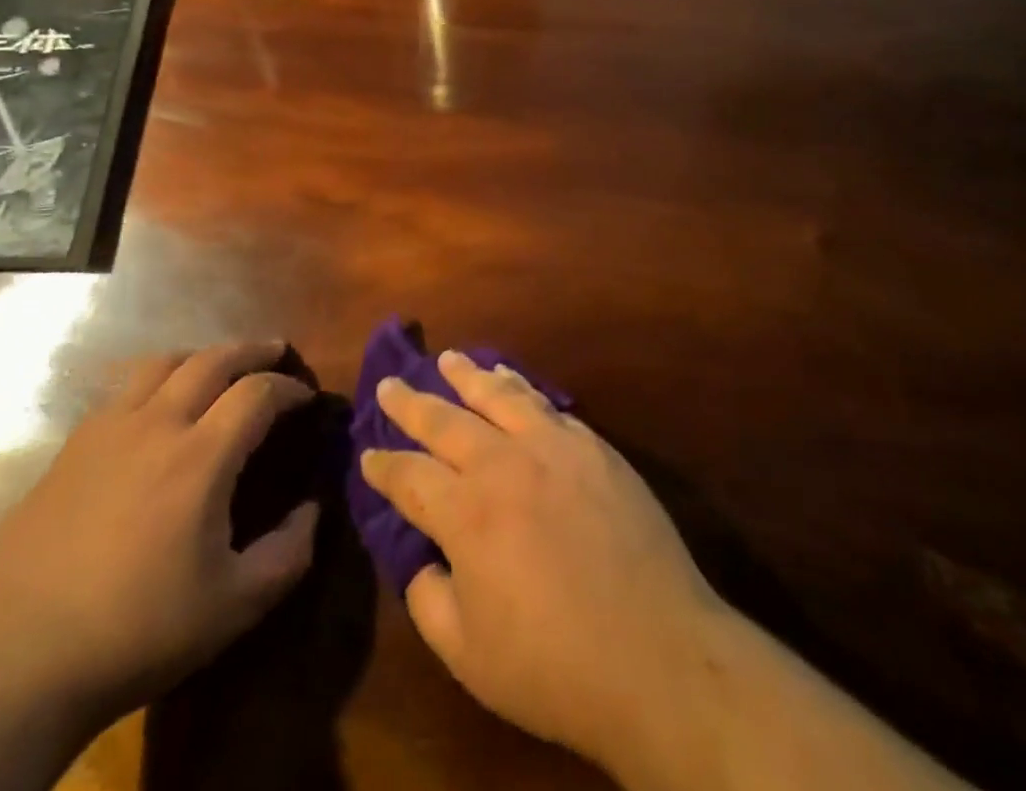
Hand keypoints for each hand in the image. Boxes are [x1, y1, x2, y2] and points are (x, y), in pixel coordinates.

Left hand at [0, 342, 317, 721]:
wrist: (21, 662)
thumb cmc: (139, 630)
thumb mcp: (235, 606)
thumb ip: (288, 553)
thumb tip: (312, 509)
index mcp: (200, 456)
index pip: (257, 392)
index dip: (288, 388)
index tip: (305, 399)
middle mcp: (156, 425)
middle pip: (212, 359)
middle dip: (252, 350)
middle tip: (275, 352)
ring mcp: (106, 431)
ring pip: (161, 363)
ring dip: (200, 357)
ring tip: (217, 369)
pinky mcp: (70, 449)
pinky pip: (122, 393)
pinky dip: (154, 384)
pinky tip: (155, 412)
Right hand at [359, 353, 728, 774]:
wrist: (659, 654)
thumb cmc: (555, 665)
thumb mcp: (468, 656)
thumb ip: (429, 599)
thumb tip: (422, 558)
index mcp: (465, 513)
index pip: (409, 477)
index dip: (383, 466)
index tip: (367, 455)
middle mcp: (503, 464)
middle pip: (445, 420)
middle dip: (410, 402)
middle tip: (389, 384)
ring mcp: (552, 447)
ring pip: (497, 396)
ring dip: (467, 375)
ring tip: (448, 358)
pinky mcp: (593, 446)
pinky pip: (545, 404)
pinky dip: (519, 387)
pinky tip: (510, 380)